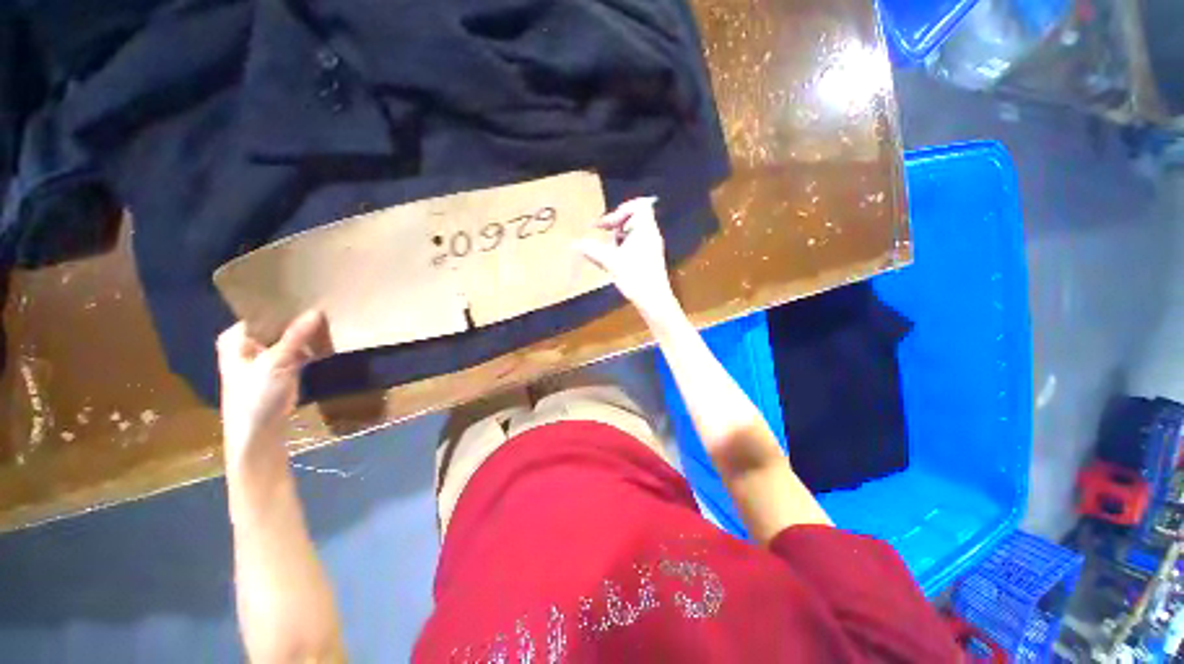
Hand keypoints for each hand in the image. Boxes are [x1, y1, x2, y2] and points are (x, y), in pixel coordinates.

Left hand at [217, 311, 329, 464]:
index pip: (261, 313)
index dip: (283, 305)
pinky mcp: (281, 367)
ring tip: (329, 317)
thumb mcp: (276, 363)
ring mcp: (265, 355)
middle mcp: (248, 343)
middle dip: (298, 318)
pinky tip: (326, 337)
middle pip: (277, 324)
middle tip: (323, 304)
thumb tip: (317, 310)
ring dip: (306, 332)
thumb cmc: (256, 396)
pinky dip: (309, 346)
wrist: (258, 431)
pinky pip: (297, 349)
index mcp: (236, 338)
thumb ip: (296, 336)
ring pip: (289, 337)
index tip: (307, 294)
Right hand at [577, 197, 679, 321]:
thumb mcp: (611, 262)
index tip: (606, 224)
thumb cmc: (635, 278)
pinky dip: (623, 246)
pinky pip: (636, 244)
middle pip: (635, 217)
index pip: (638, 206)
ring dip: (619, 236)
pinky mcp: (650, 259)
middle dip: (617, 224)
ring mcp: (651, 247)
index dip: (620, 211)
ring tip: (607, 247)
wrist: (654, 301)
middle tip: (603, 233)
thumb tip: (576, 243)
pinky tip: (614, 260)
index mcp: (645, 230)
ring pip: (635, 232)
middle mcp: (651, 235)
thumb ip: (593, 250)